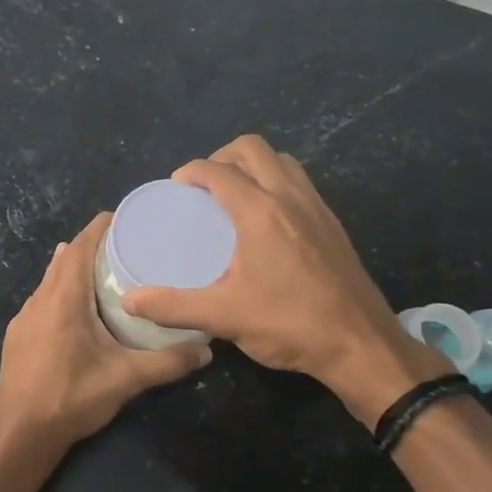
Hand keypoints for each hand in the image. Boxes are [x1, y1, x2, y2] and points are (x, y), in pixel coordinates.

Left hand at [0, 212, 209, 454]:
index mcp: (64, 299)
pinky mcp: (17, 337)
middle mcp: (39, 300)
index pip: (79, 247)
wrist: (21, 434)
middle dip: (90, 246)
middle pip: (64, 259)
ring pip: (50, 280)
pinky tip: (75, 308)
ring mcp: (23, 319)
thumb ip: (167, 363)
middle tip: (124, 245)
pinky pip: (41, 300)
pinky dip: (60, 292)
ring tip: (103, 270)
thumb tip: (206, 351)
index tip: (124, 218)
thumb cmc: (72, 398)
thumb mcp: (126, 379)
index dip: (99, 228)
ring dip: (73, 269)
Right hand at [121, 135, 448, 424]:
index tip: (175, 188)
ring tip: (233, 196)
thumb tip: (130, 300)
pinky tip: (266, 221)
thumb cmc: (290, 324)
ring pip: (282, 161)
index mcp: (260, 211)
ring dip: (253, 166)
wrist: (361, 344)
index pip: (218, 170)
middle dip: (222, 157)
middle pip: (253, 148)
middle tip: (203, 187)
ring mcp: (317, 207)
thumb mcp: (224, 317)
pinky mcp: (333, 224)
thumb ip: (173, 306)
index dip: (191, 172)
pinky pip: (300, 183)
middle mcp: (290, 197)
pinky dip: (276, 183)